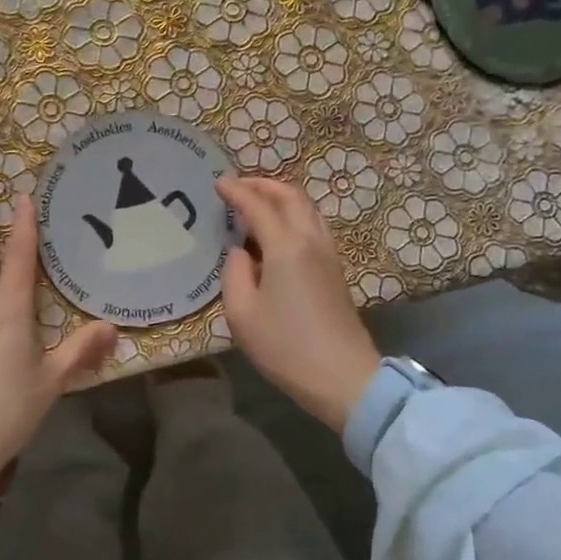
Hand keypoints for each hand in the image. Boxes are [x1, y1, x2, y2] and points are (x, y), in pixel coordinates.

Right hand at [217, 176, 380, 432]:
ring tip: (259, 202)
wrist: (342, 376)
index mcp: (286, 246)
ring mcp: (328, 254)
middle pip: (291, 196)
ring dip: (283, 197)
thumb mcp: (242, 313)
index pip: (258, 206)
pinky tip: (280, 230)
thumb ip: (235, 273)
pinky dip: (294, 214)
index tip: (218, 183)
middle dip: (263, 185)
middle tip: (239, 186)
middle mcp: (311, 240)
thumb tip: (240, 252)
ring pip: (308, 208)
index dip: (237, 191)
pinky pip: (314, 225)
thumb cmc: (285, 346)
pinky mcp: (336, 270)